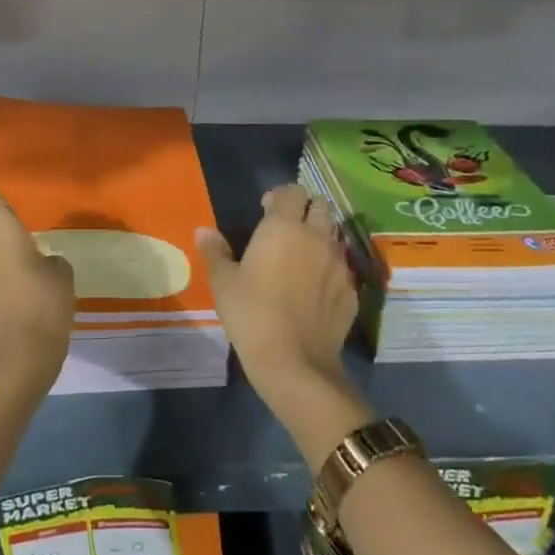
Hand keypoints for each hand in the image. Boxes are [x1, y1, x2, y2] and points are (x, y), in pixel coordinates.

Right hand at [197, 183, 357, 407]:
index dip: (279, 196)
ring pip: (335, 236)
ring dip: (320, 236)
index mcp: (284, 227)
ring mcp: (339, 265)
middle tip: (287, 228)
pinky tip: (315, 288)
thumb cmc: (252, 313)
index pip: (292, 192)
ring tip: (302, 256)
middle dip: (306, 209)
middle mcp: (317, 237)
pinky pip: (342, 268)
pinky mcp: (351, 292)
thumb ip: (215, 252)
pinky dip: (330, 268)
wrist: (295, 362)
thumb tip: (203, 231)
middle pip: (321, 207)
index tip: (265, 209)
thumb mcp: (224, 282)